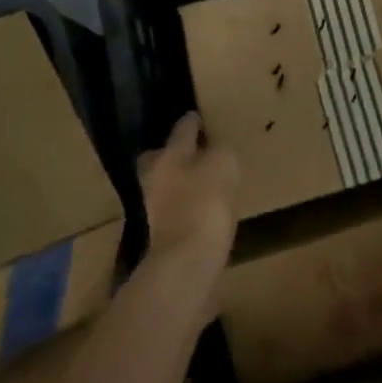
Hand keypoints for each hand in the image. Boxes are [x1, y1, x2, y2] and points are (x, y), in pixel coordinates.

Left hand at [139, 112, 238, 272]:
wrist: (187, 266)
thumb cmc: (204, 204)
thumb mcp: (224, 165)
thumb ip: (222, 153)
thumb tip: (219, 155)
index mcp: (169, 156)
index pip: (181, 130)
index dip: (191, 121)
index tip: (197, 116)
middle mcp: (157, 180)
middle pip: (159, 160)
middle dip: (172, 154)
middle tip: (193, 151)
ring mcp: (158, 212)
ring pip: (167, 188)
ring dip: (182, 184)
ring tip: (205, 183)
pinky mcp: (166, 241)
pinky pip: (178, 214)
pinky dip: (189, 209)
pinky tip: (206, 211)